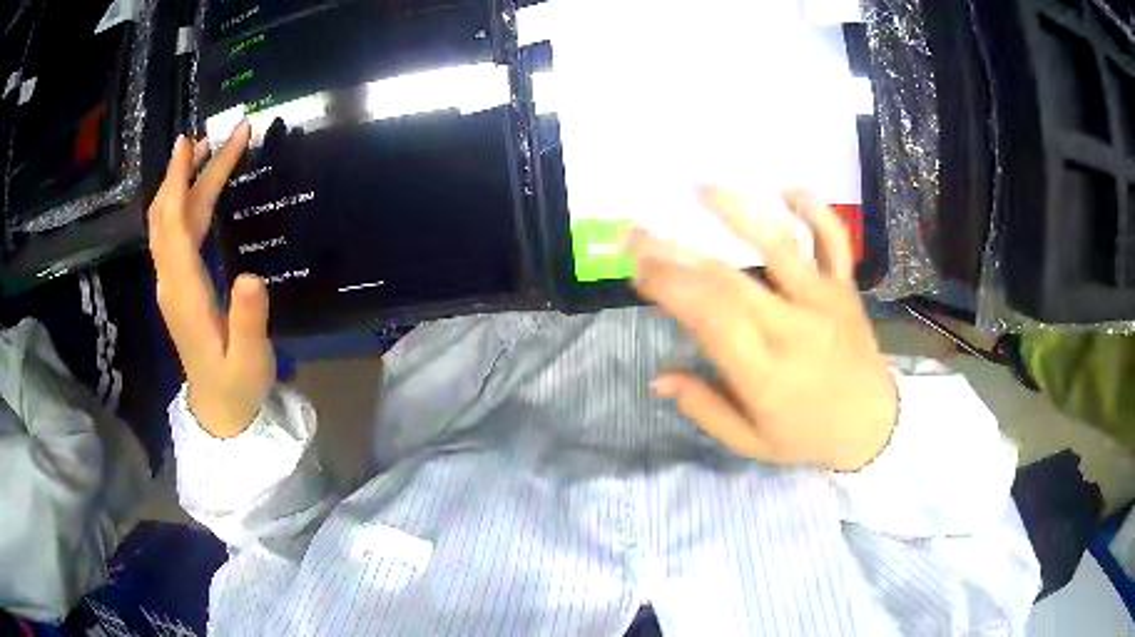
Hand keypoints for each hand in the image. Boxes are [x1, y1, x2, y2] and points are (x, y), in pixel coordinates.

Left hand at [148, 122, 274, 437]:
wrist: (218, 410)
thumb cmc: (237, 386)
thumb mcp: (249, 360)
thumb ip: (248, 321)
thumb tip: (251, 276)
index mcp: (184, 293)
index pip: (176, 226)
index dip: (182, 182)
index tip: (193, 143)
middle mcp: (170, 281)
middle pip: (169, 216)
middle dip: (185, 172)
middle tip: (211, 136)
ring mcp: (171, 283)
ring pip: (168, 223)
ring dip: (182, 184)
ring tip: (205, 151)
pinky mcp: (177, 285)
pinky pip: (173, 234)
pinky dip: (181, 204)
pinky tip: (197, 191)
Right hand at [629, 188, 897, 470]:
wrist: (872, 423)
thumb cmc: (807, 434)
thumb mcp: (751, 442)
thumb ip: (705, 409)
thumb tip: (658, 379)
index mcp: (766, 373)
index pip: (710, 319)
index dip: (670, 289)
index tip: (637, 270)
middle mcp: (794, 329)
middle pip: (730, 281)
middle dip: (677, 253)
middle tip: (638, 233)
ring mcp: (824, 302)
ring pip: (780, 250)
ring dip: (740, 214)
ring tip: (702, 189)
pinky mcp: (845, 289)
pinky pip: (835, 243)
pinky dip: (816, 212)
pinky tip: (789, 189)